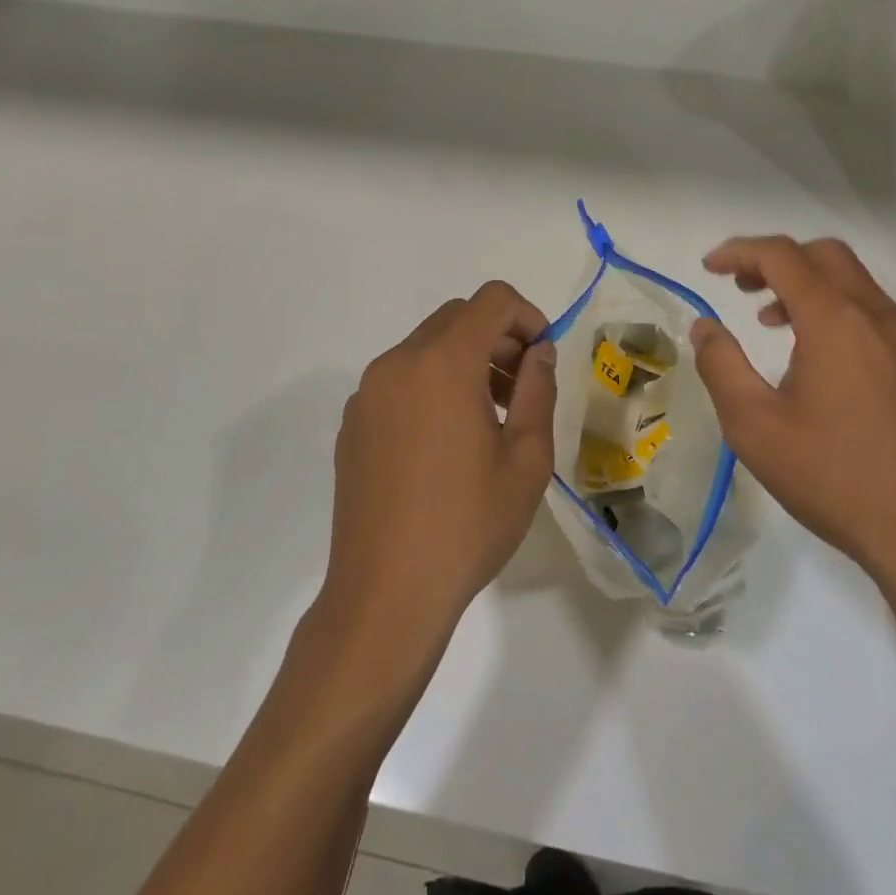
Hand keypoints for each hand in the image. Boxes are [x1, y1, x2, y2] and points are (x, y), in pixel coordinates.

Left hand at [319, 281, 555, 664]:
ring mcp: (368, 393)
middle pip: (457, 318)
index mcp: (442, 363)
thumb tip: (537, 352)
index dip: (527, 315)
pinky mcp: (353, 422)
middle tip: (521, 388)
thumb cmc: (467, 525)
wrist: (386, 594)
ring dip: (465, 361)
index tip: (542, 358)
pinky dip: (432, 385)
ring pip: (427, 347)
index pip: (492, 300)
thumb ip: (537, 390)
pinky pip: (400, 379)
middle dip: (498, 337)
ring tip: (489, 417)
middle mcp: (398, 363)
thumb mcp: (526, 459)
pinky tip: (446, 443)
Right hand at [690, 236, 895, 587]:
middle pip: (823, 254)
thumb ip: (720, 365)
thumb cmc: (832, 477)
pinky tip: (813, 353)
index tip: (708, 268)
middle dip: (775, 259)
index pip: (783, 256)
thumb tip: (705, 326)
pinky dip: (833, 306)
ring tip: (768, 319)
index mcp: (835, 321)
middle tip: (740, 287)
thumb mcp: (754, 425)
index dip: (739, 251)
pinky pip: (869, 309)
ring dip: (805, 282)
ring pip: (851, 280)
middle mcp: (875, 316)